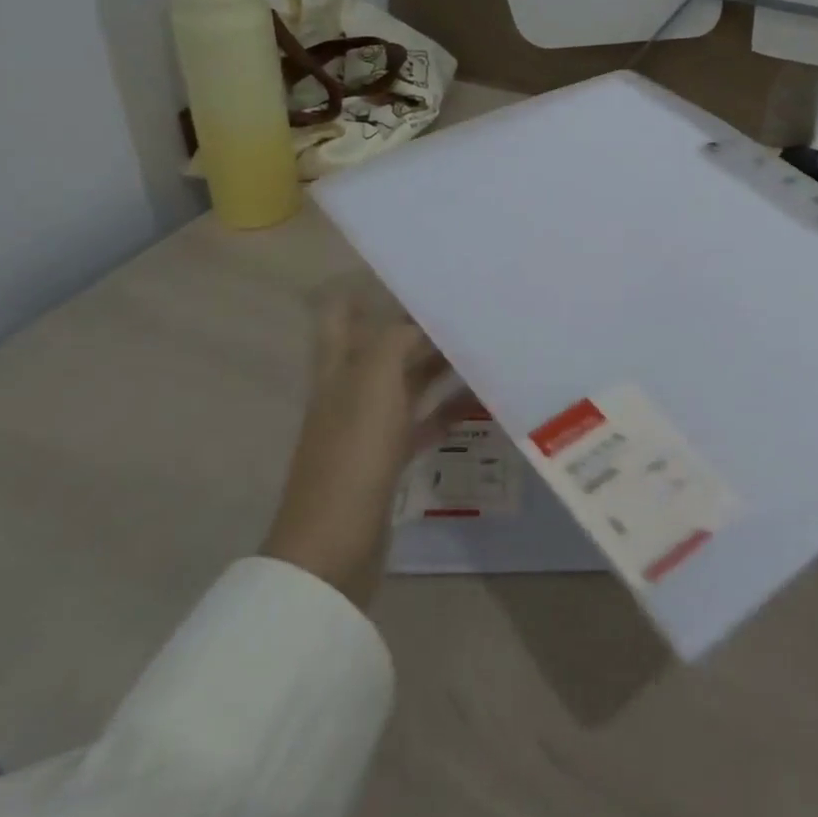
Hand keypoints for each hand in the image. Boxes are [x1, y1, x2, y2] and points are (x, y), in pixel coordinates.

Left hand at [262, 301, 464, 609]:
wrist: (334, 546)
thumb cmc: (352, 453)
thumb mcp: (373, 382)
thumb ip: (396, 339)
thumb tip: (423, 319)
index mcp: (337, 366)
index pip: (338, 312)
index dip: (363, 287)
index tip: (410, 270)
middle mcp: (350, 389)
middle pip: (383, 344)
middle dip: (418, 324)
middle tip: (465, 304)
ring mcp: (369, 425)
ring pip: (407, 381)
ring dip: (439, 364)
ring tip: (482, 343)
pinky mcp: (388, 458)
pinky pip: (423, 421)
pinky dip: (447, 408)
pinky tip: (479, 398)